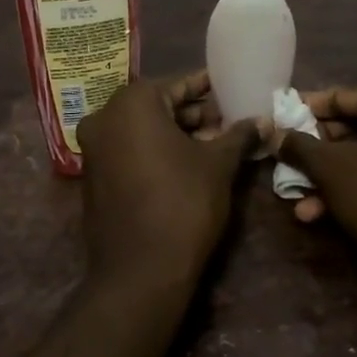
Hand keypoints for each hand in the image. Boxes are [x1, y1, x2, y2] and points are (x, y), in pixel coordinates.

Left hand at [76, 71, 260, 279]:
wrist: (140, 271)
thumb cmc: (183, 203)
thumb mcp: (218, 165)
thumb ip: (239, 135)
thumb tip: (264, 120)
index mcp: (132, 103)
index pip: (178, 85)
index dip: (208, 88)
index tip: (232, 89)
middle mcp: (105, 118)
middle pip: (158, 106)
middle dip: (194, 113)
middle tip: (229, 119)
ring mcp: (94, 149)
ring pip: (143, 129)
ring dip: (177, 133)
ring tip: (216, 142)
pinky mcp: (93, 177)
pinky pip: (129, 150)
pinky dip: (156, 151)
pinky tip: (188, 163)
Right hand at [271, 83, 356, 269]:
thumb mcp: (330, 169)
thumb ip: (299, 147)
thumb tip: (275, 134)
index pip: (343, 96)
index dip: (307, 111)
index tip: (281, 121)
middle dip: (320, 153)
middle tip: (292, 166)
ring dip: (336, 179)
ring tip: (304, 207)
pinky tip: (332, 216)